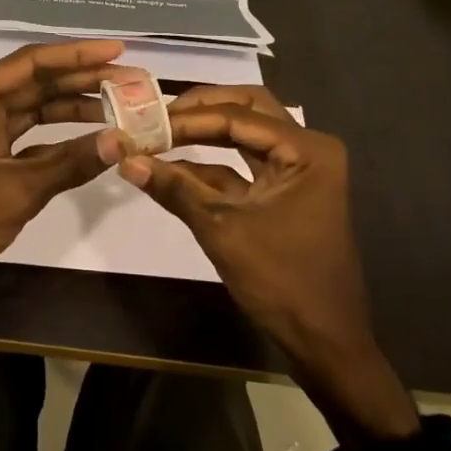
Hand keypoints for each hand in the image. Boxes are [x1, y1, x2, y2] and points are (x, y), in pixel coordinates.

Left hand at [0, 40, 125, 328]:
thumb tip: (123, 141)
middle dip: (82, 81)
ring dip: (73, 108)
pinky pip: (28, 139)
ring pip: (33, 111)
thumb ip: (71, 162)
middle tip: (130, 79)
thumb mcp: (17, 189)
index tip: (118, 51)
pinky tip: (92, 140)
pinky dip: (58, 140)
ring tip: (120, 105)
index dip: (77, 55)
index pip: (30, 62)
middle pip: (35, 83)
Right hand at [119, 85, 419, 440]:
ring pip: (245, 134)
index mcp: (306, 150)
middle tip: (156, 113)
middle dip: (200, 109)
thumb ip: (175, 189)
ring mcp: (297, 171)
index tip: (144, 120)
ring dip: (204, 133)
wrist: (324, 341)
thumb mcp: (222, 230)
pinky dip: (210, 166)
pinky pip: (244, 167)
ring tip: (158, 132)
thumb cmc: (281, 281)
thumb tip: (126, 160)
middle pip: (247, 110)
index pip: (238, 116)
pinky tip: (172, 168)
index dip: (188, 118)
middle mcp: (306, 150)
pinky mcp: (284, 194)